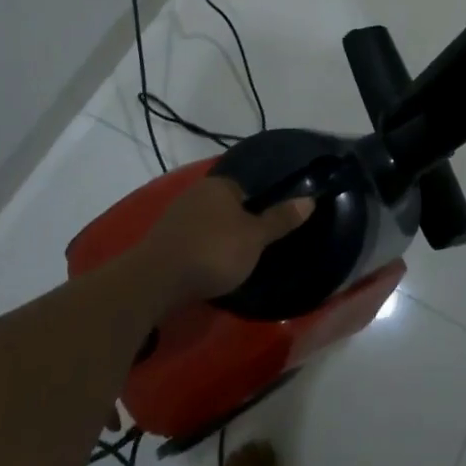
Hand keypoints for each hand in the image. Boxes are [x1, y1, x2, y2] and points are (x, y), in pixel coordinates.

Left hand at [132, 177, 314, 308]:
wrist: (155, 281)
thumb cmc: (213, 251)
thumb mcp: (255, 237)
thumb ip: (281, 219)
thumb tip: (310, 199)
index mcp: (220, 185)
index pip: (248, 185)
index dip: (263, 201)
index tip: (275, 220)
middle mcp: (196, 193)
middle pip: (227, 203)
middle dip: (240, 219)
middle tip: (260, 241)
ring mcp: (176, 216)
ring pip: (208, 222)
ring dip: (220, 236)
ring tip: (238, 256)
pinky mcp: (163, 240)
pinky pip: (193, 239)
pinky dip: (204, 249)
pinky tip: (211, 265)